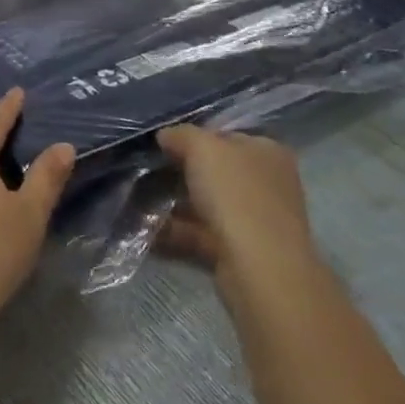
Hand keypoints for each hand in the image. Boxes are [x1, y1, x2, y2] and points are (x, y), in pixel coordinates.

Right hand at [155, 126, 320, 288]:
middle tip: (145, 172)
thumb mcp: (203, 148)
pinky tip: (148, 229)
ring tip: (138, 201)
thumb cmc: (235, 194)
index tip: (161, 145)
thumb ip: (182, 135)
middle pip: (215, 172)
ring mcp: (254, 219)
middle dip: (180, 172)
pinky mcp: (239, 251)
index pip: (225, 136)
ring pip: (207, 204)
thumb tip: (166, 136)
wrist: (259, 268)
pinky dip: (176, 231)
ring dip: (174, 204)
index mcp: (266, 151)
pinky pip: (201, 233)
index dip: (193, 137)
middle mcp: (265, 183)